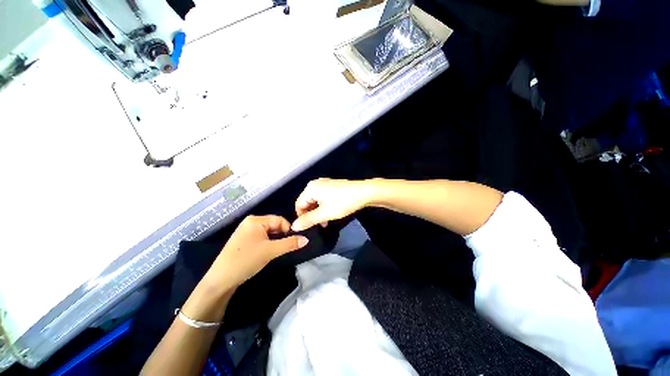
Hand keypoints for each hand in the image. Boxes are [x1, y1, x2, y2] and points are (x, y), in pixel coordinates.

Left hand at [203, 215, 308, 291]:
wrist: (221, 280)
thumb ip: (290, 244)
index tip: (292, 242)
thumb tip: (306, 239)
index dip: (288, 230)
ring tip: (276, 251)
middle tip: (284, 248)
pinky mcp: (244, 240)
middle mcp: (251, 222)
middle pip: (274, 225)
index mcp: (256, 220)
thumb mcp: (271, 251)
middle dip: (281, 236)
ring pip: (269, 233)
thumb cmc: (246, 260)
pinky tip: (267, 253)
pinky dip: (268, 244)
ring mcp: (246, 231)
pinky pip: (262, 238)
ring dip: (275, 241)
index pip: (280, 220)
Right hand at [292, 178, 372, 231]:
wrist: (364, 193)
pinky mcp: (332, 186)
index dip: (301, 217)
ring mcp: (324, 184)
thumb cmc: (342, 203)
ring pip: (315, 201)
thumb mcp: (324, 214)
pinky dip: (324, 207)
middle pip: (306, 202)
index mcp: (310, 188)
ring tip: (325, 222)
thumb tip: (293, 226)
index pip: (298, 205)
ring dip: (318, 212)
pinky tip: (330, 214)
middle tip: (318, 225)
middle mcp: (315, 184)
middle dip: (311, 215)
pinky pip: (322, 198)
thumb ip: (308, 220)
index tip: (308, 227)